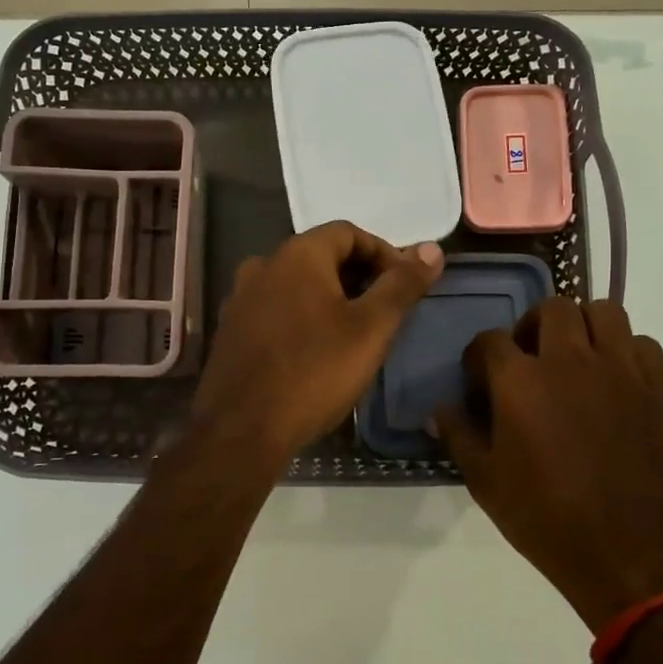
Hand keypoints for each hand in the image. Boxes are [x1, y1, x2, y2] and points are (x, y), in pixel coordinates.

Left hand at [191, 223, 443, 469]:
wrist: (242, 431)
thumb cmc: (314, 373)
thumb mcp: (371, 329)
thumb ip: (402, 285)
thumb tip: (432, 249)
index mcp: (297, 255)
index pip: (348, 232)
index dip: (383, 253)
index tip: (404, 286)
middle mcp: (263, 265)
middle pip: (321, 256)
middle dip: (358, 276)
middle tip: (385, 312)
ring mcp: (241, 298)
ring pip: (297, 284)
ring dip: (330, 298)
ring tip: (355, 333)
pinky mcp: (230, 330)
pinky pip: (276, 309)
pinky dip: (302, 317)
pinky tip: (316, 351)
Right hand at [435, 298, 662, 631]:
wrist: (630, 556)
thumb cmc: (548, 520)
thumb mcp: (487, 483)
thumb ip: (459, 436)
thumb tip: (437, 411)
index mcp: (521, 382)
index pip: (489, 341)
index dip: (478, 358)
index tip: (479, 382)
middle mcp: (570, 361)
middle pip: (551, 308)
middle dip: (532, 326)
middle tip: (529, 358)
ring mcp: (619, 370)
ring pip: (602, 311)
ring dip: (582, 326)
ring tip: (574, 357)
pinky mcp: (657, 388)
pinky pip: (642, 343)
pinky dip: (625, 350)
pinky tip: (615, 379)